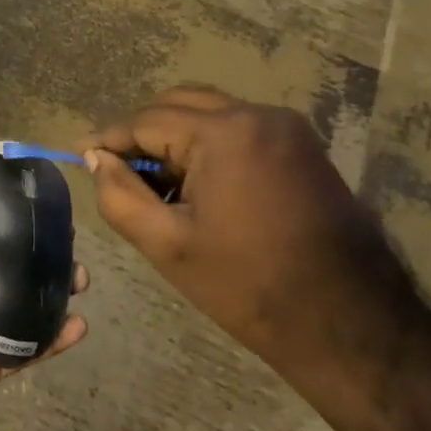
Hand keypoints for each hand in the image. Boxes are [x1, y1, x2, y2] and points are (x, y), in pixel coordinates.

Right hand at [81, 87, 417, 377]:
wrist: (351, 325)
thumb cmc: (250, 287)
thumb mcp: (168, 245)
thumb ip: (119, 194)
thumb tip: (96, 159)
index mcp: (226, 133)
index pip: (148, 121)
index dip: (109, 138)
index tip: (79, 152)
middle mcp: (259, 114)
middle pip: (178, 104)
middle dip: (143, 134)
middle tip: (118, 171)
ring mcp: (287, 128)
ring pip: (208, 113)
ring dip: (175, 139)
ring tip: (156, 184)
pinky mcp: (303, 147)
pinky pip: (238, 129)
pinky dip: (207, 146)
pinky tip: (196, 186)